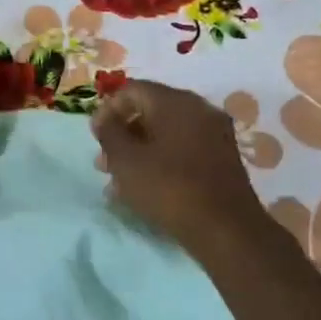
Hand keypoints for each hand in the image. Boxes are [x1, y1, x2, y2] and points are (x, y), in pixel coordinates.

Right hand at [91, 80, 277, 260]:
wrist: (225, 229)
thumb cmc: (168, 188)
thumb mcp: (125, 160)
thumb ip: (109, 132)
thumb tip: (103, 118)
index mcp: (175, 101)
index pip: (132, 90)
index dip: (107, 110)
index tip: (95, 138)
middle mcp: (199, 109)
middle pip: (150, 110)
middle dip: (122, 134)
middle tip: (104, 163)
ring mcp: (214, 133)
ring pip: (165, 133)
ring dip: (138, 151)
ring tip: (119, 181)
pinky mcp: (222, 158)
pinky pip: (182, 149)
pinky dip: (160, 160)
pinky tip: (145, 187)